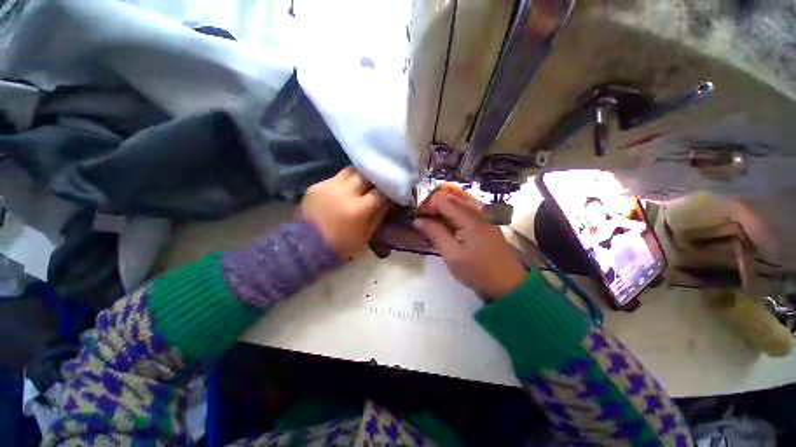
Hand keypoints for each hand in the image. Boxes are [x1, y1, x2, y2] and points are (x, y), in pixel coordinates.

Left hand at [302, 167, 390, 258]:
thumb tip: (388, 200)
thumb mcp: (366, 234)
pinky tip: (341, 191)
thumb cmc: (342, 244)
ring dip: (357, 176)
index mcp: (359, 208)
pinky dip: (342, 182)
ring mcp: (329, 187)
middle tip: (375, 185)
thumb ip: (378, 215)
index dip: (386, 191)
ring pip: (349, 171)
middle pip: (365, 176)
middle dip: (373, 179)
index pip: (379, 192)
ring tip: (359, 184)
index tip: (389, 192)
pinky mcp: (316, 186)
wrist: (308, 245)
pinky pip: (334, 178)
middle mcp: (345, 192)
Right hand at [414, 187, 525, 299]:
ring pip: (460, 198)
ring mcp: (484, 215)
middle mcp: (477, 211)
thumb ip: (435, 234)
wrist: (508, 284)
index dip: (427, 205)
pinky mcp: (486, 222)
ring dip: (444, 204)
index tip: (420, 218)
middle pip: (451, 194)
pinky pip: (467, 207)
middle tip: (425, 217)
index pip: (442, 198)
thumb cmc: (477, 271)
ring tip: (434, 217)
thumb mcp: (452, 255)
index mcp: (468, 218)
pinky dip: (454, 209)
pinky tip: (448, 220)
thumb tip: (418, 220)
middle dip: (434, 202)